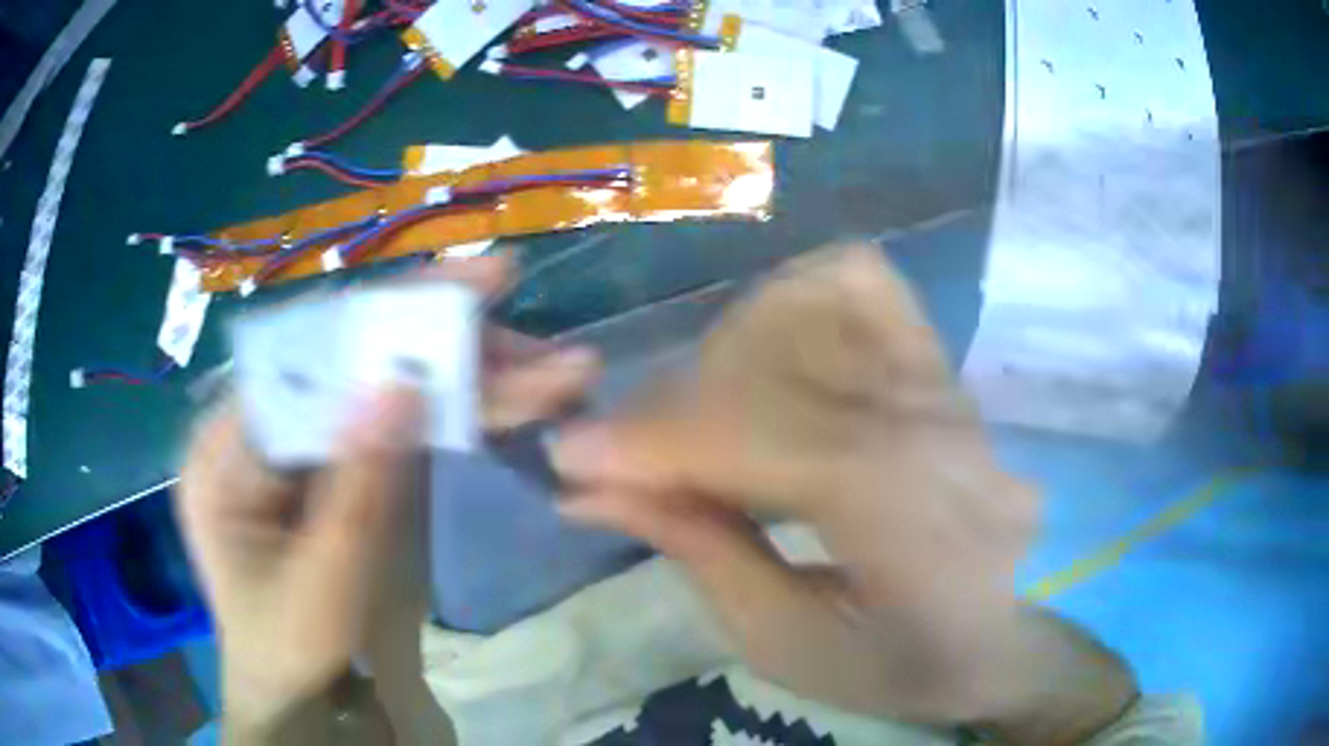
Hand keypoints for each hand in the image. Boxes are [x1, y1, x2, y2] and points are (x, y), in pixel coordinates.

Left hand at [177, 256, 599, 738]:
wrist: (296, 692)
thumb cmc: (291, 646)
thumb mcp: (323, 583)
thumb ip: (357, 486)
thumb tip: (401, 378)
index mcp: (223, 447)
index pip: (300, 358)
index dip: (379, 317)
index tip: (462, 286)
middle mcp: (257, 427)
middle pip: (346, 363)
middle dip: (437, 341)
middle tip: (517, 308)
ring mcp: (301, 443)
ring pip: (378, 389)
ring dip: (458, 375)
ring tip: (543, 367)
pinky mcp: (337, 464)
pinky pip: (391, 424)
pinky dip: (449, 411)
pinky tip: (502, 396)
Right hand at [552, 246, 1049, 722]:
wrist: (1008, 632)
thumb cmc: (905, 662)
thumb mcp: (789, 645)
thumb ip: (698, 552)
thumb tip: (595, 487)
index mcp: (908, 515)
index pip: (763, 437)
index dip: (654, 441)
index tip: (569, 458)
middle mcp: (930, 424)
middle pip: (774, 364)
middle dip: (671, 406)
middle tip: (626, 459)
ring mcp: (939, 381)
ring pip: (811, 301)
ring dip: (726, 349)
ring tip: (701, 415)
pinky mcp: (937, 364)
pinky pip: (859, 284)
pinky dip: (792, 300)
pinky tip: (767, 356)